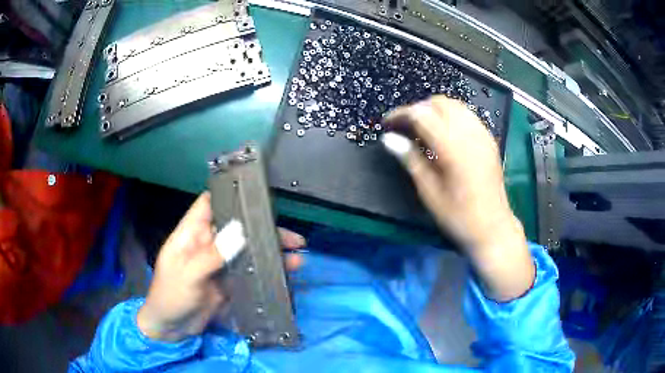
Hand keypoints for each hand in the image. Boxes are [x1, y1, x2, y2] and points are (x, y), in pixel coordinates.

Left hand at [137, 192, 304, 341]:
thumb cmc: (171, 296)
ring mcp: (219, 264)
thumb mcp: (188, 275)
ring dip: (269, 252)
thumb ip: (212, 255)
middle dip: (263, 230)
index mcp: (191, 234)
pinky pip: (249, 272)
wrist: (172, 329)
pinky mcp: (228, 282)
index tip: (257, 196)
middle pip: (237, 228)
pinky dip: (265, 271)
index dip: (229, 196)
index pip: (209, 204)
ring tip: (296, 257)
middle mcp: (207, 244)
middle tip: (292, 239)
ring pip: (247, 250)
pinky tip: (283, 273)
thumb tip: (240, 232)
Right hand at [383, 96, 533, 300]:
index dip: (400, 115)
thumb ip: (410, 159)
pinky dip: (452, 116)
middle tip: (405, 128)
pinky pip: (468, 115)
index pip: (421, 114)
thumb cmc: (458, 216)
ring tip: (424, 130)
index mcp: (452, 147)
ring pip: (455, 105)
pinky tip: (446, 134)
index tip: (387, 125)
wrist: (493, 228)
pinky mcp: (489, 140)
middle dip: (418, 109)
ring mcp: (483, 134)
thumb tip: (389, 139)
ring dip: (435, 110)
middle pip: (439, 102)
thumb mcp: (429, 191)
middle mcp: (469, 133)